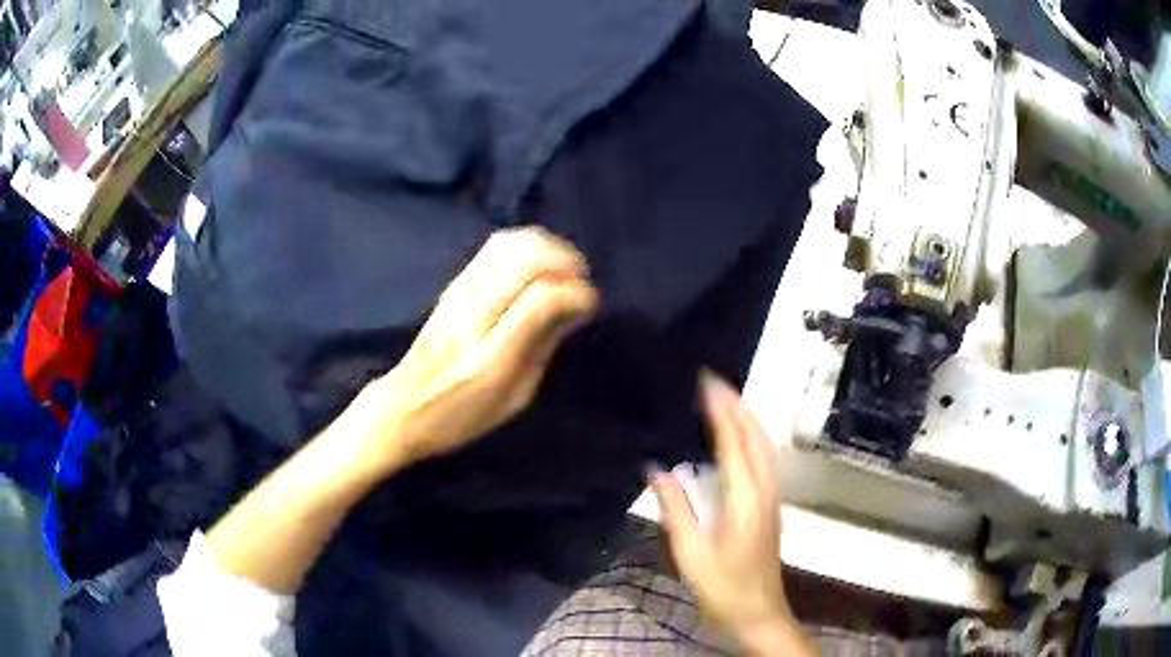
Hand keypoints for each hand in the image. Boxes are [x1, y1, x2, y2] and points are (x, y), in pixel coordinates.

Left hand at [357, 227, 597, 470]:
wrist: (403, 406)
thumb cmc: (463, 415)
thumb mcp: (515, 397)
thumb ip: (544, 346)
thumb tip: (574, 304)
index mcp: (492, 357)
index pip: (541, 299)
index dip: (575, 293)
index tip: (589, 304)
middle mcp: (472, 315)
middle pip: (526, 258)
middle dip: (566, 260)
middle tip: (580, 282)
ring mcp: (458, 293)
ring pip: (510, 243)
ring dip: (547, 247)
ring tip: (563, 269)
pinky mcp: (453, 283)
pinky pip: (494, 246)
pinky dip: (526, 246)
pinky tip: (537, 264)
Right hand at [652, 375, 815, 655]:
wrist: (759, 613)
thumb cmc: (723, 587)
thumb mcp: (691, 554)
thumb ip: (676, 510)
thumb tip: (657, 471)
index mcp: (744, 498)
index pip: (733, 441)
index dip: (721, 410)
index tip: (706, 382)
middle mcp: (763, 491)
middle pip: (755, 437)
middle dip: (738, 406)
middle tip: (715, 382)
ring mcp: (771, 499)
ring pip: (764, 447)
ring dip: (748, 419)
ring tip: (727, 400)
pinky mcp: (771, 508)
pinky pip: (764, 460)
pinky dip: (752, 438)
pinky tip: (740, 440)